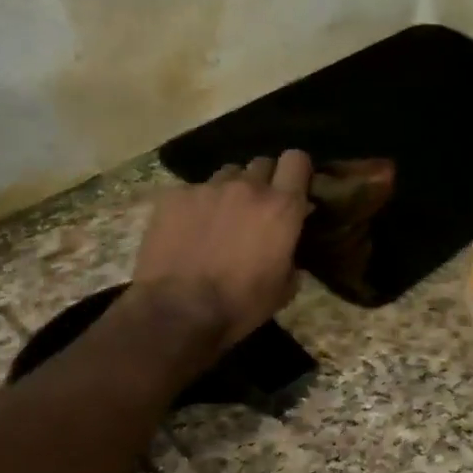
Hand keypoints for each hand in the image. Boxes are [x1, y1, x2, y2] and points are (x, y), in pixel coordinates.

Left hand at [131, 151, 313, 352]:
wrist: (177, 312)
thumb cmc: (239, 305)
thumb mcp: (283, 288)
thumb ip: (292, 256)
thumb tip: (288, 247)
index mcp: (282, 207)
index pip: (297, 160)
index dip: (296, 171)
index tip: (293, 188)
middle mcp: (247, 187)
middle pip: (262, 163)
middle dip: (264, 181)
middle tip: (256, 209)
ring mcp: (208, 188)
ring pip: (227, 174)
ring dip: (230, 190)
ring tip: (220, 218)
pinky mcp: (174, 196)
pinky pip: (193, 190)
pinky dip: (196, 205)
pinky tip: (187, 230)